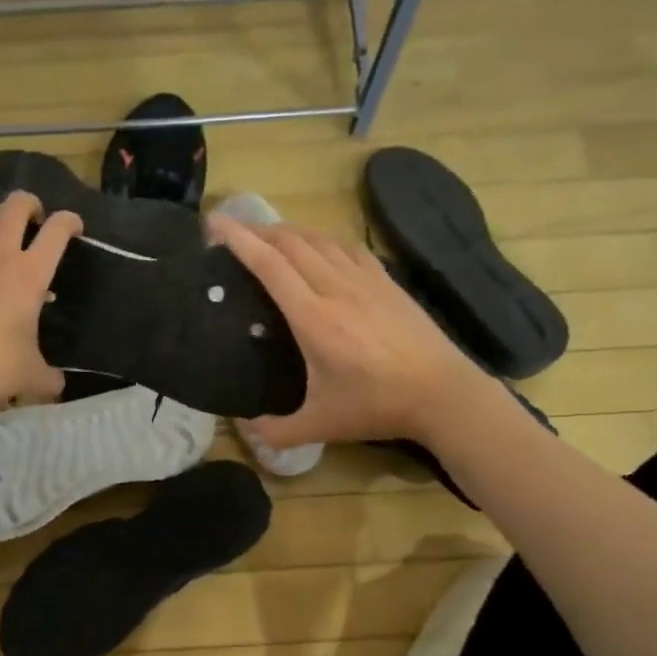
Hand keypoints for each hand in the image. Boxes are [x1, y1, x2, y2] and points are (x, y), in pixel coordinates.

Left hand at [0, 191, 81, 413]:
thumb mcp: (33, 377)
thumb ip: (51, 377)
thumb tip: (57, 383)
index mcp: (29, 275)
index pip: (56, 230)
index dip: (70, 222)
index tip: (75, 229)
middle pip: (16, 206)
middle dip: (31, 204)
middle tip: (37, 220)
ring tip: (4, 231)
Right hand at [211, 215, 487, 447]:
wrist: (441, 392)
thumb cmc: (377, 405)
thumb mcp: (322, 425)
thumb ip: (279, 431)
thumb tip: (249, 432)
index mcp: (312, 318)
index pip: (269, 265)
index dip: (239, 240)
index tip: (215, 223)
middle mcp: (335, 288)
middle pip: (290, 243)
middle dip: (257, 230)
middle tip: (232, 229)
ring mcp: (364, 281)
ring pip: (319, 240)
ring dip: (289, 232)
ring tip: (268, 235)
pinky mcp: (386, 282)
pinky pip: (348, 248)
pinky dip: (323, 240)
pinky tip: (319, 247)